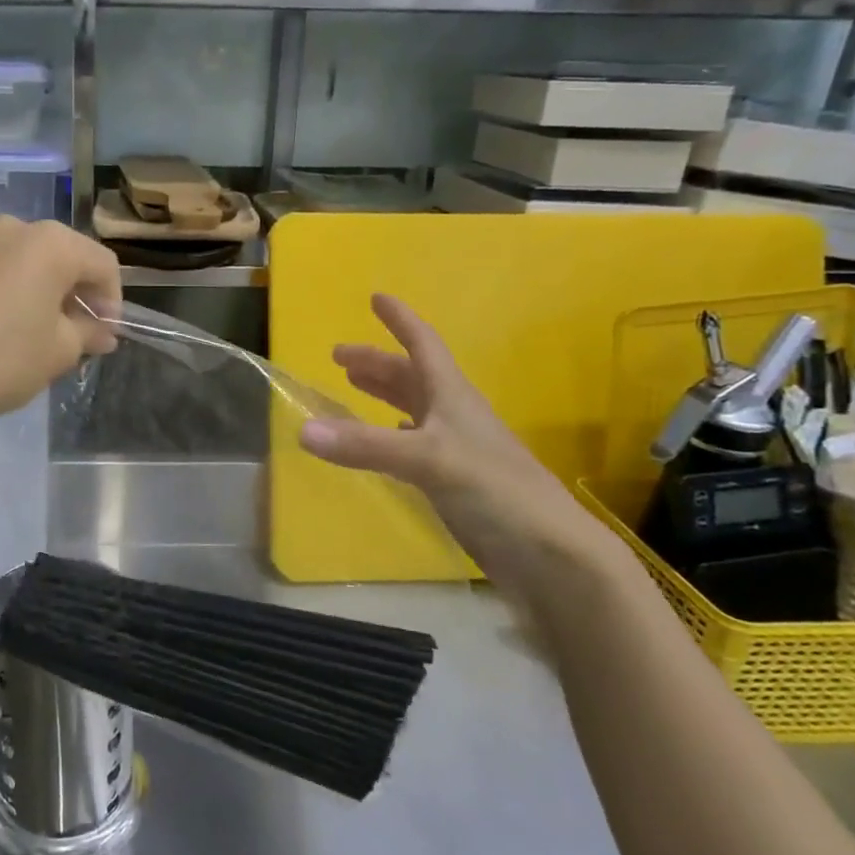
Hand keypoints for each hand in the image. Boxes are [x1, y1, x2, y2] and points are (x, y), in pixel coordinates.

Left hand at [0, 216, 121, 430]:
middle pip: (58, 253)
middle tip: (70, 329)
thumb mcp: (58, 353)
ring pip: (13, 251)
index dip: (111, 299)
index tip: (104, 333)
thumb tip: (103, 331)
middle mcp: (11, 226)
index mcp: (52, 245)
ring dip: (27, 277)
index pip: (101, 264)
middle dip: (70, 289)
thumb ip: (87, 333)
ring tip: (21, 315)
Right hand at [297, 294, 605, 586]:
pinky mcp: (456, 482)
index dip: (400, 321)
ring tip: (353, 386)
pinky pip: (416, 444)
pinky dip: (394, 435)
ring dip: (385, 394)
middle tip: (338, 356)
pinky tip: (384, 443)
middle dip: (377, 362)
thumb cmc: (495, 491)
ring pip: (414, 408)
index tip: (376, 298)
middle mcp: (455, 416)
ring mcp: (457, 449)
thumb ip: (365, 446)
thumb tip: (302, 429)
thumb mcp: (427, 460)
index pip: (423, 345)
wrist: (551, 556)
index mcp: (452, 396)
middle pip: (412, 376)